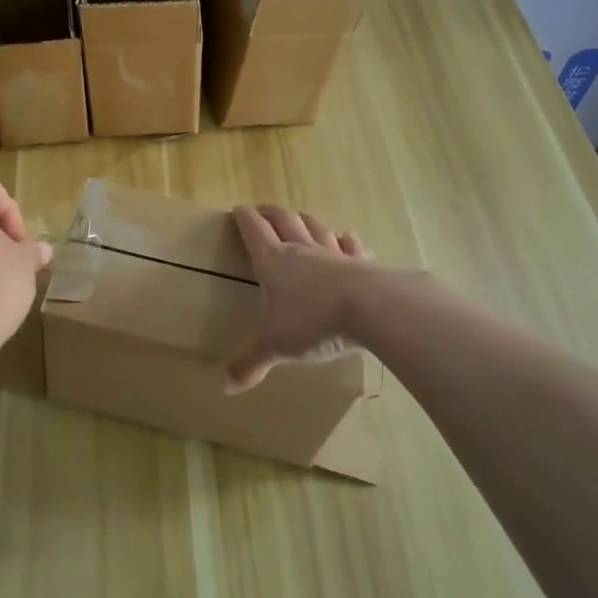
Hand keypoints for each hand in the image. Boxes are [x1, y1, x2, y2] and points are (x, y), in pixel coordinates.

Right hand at [226, 204, 371, 392]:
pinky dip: (345, 240)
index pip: (254, 231)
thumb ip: (251, 362)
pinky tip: (346, 237)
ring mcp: (334, 254)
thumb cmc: (313, 321)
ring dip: (305, 220)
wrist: (372, 308)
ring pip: (316, 228)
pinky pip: (351, 246)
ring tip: (300, 217)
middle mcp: (302, 250)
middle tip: (263, 210)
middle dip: (271, 214)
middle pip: (284, 221)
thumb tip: (225, 387)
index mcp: (274, 261)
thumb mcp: (276, 345)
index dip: (244, 219)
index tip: (238, 210)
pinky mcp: (363, 264)